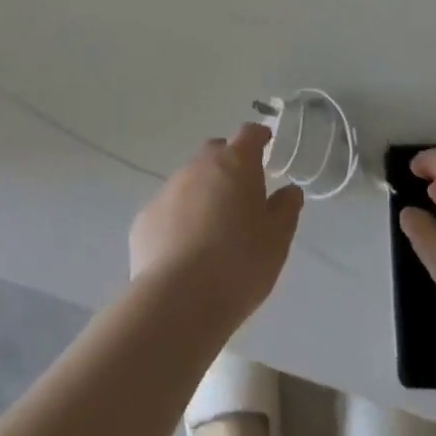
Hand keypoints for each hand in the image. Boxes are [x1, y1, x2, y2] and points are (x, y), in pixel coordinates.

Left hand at [130, 123, 303, 326]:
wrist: (178, 301)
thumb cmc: (239, 264)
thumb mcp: (277, 240)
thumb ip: (285, 209)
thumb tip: (289, 191)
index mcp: (235, 164)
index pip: (249, 134)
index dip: (258, 137)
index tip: (266, 145)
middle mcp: (198, 167)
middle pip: (215, 152)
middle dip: (229, 163)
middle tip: (241, 192)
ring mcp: (167, 190)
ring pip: (190, 180)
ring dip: (203, 192)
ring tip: (214, 227)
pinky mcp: (145, 218)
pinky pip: (169, 208)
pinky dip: (180, 218)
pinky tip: (186, 249)